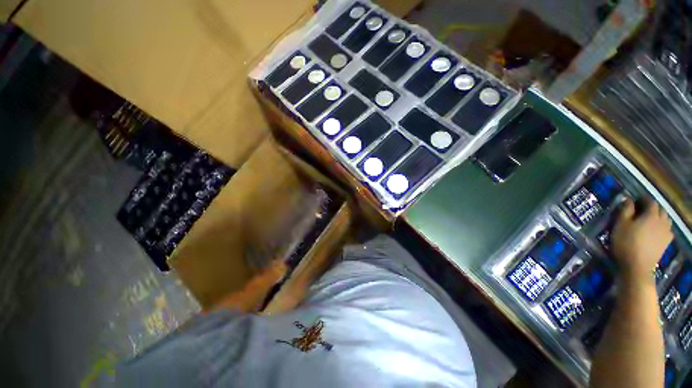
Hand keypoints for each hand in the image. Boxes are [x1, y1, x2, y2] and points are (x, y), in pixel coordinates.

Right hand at [610, 197, 672, 280]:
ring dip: (659, 217)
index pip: (650, 201)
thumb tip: (628, 199)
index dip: (643, 199)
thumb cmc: (626, 243)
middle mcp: (662, 221)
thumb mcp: (620, 224)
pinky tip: (657, 231)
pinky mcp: (666, 242)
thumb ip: (625, 210)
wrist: (637, 266)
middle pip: (660, 210)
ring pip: (666, 219)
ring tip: (649, 220)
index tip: (636, 199)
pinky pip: (667, 230)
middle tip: (642, 209)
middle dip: (652, 208)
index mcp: (651, 215)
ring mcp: (666, 233)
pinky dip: (663, 227)